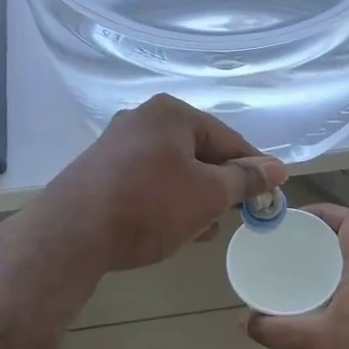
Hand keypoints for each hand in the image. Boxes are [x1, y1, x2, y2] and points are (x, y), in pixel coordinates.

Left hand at [38, 94, 286, 273]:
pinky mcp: (100, 171)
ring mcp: (117, 144)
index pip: (227, 138)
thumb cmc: (149, 205)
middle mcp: (142, 119)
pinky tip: (172, 227)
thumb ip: (246, 180)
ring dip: (194, 196)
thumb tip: (278, 168)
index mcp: (171, 113)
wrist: (71, 235)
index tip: (271, 194)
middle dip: (220, 185)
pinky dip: (166, 200)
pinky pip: (148, 181)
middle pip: (199, 151)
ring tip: (204, 228)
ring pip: (173, 169)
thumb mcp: (208, 195)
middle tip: (235, 215)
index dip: (253, 167)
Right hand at [245, 204, 348, 348]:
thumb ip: (269, 328)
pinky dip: (336, 290)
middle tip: (290, 245)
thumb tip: (244, 320)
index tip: (297, 219)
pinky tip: (313, 309)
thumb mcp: (302, 344)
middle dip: (321, 239)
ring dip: (329, 266)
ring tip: (297, 274)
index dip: (325, 212)